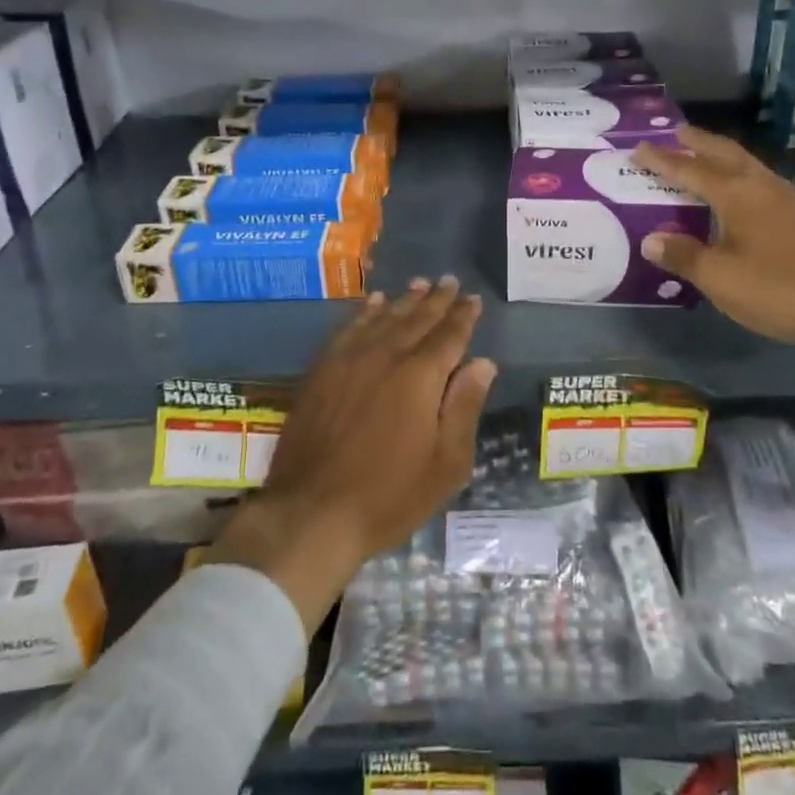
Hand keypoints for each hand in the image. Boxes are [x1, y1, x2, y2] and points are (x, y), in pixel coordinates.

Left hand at [208, 277, 495, 628]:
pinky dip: (364, 312)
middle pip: (417, 318)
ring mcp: (350, 359)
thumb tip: (483, 363)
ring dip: (404, 300)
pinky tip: (372, 303)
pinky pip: (348, 328)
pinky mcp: (322, 370)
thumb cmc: (388, 495)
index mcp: (421, 376)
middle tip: (449, 281)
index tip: (473, 299)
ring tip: (419, 285)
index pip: (449, 335)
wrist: (311, 513)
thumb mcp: (445, 464)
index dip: (463, 316)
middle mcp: (386, 355)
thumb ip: (464, 407)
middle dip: (436, 300)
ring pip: (383, 317)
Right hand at [633, 127, 794, 420]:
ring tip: (702, 153)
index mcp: (736, 194)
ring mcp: (784, 199)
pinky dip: (738, 173)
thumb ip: (683, 255)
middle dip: (698, 142)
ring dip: (720, 154)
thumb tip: (650, 239)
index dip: (662, 160)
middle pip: (724, 153)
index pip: (690, 170)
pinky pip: (758, 179)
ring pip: (745, 164)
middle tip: (676, 132)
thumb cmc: (775, 289)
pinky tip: (737, 189)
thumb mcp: (718, 277)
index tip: (638, 148)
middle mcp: (760, 186)